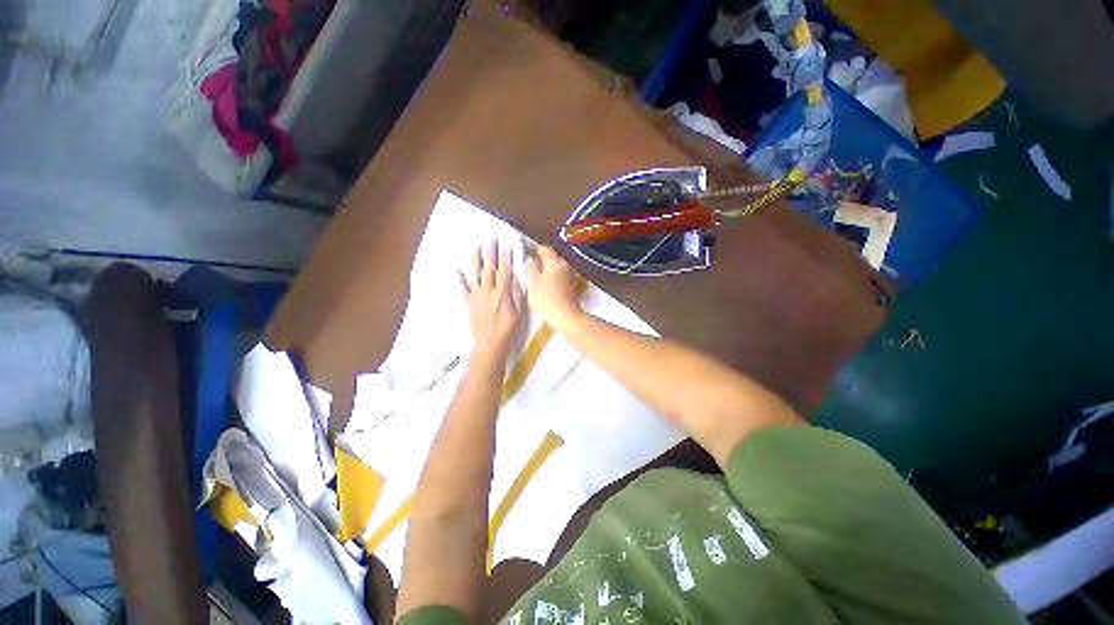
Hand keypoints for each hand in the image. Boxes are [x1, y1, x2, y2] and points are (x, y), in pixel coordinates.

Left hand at [459, 242, 524, 359]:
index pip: (504, 271)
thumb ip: (516, 294)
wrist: (489, 345)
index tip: (506, 245)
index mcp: (502, 294)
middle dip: (490, 253)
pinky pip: (463, 289)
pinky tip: (456, 269)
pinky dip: (459, 279)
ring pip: (475, 275)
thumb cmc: (508, 330)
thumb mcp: (519, 313)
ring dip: (475, 260)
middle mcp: (488, 292)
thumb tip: (513, 278)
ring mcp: (476, 297)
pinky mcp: (468, 303)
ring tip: (475, 248)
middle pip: (489, 269)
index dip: (505, 258)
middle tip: (490, 239)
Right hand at [525, 245, 583, 328]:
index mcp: (555, 262)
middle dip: (543, 257)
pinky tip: (549, 280)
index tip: (527, 249)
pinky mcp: (574, 285)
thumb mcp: (532, 282)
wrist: (565, 316)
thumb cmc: (546, 298)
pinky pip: (562, 275)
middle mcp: (566, 265)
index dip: (535, 248)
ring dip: (550, 266)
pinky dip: (555, 274)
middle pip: (553, 257)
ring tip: (539, 270)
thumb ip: (530, 267)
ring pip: (558, 266)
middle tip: (532, 259)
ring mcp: (572, 275)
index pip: (545, 249)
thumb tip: (530, 258)